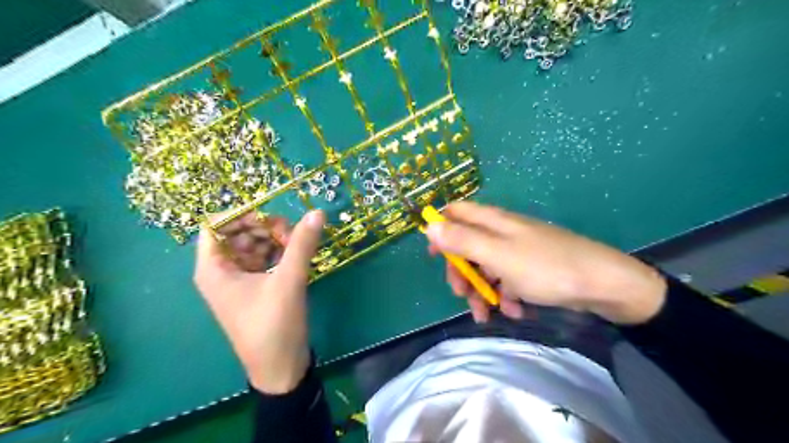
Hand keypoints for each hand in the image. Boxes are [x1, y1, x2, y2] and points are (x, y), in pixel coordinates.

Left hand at [192, 210, 324, 391]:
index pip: (216, 225)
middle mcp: (221, 271)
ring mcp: (238, 280)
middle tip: (291, 234)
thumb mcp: (289, 281)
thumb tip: (317, 212)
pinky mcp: (255, 288)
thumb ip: (301, 244)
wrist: (280, 368)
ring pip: (253, 246)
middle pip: (238, 233)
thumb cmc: (274, 326)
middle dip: (264, 227)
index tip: (272, 216)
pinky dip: (278, 253)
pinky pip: (263, 260)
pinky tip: (296, 256)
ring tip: (297, 245)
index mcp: (214, 269)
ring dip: (274, 240)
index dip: (242, 214)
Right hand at [426, 201, 664, 325]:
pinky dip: (505, 295)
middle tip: (461, 294)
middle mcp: (502, 231)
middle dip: (461, 271)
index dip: (440, 229)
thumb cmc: (546, 267)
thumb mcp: (498, 255)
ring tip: (487, 315)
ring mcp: (517, 250)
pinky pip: (507, 279)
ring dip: (482, 290)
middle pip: (467, 245)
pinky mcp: (530, 268)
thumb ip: (462, 240)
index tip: (433, 255)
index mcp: (492, 222)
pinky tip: (515, 311)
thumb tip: (429, 225)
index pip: (456, 213)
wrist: (603, 284)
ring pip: (485, 266)